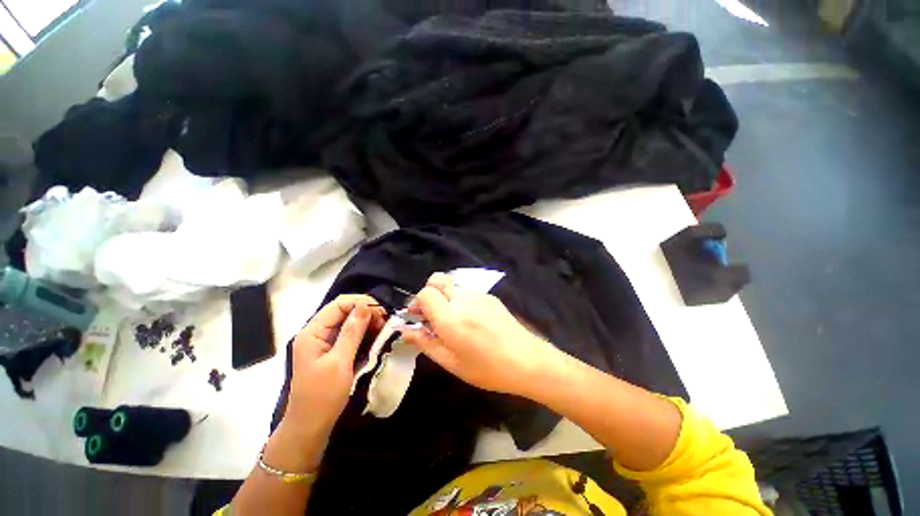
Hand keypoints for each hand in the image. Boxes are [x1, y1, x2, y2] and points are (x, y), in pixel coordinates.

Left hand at [285, 295, 385, 434]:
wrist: (311, 426)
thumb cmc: (322, 395)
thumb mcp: (339, 362)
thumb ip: (352, 332)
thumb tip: (365, 306)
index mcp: (313, 332)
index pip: (339, 304)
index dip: (361, 302)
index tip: (381, 311)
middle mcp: (318, 332)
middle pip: (345, 310)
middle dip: (366, 312)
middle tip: (385, 321)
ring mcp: (326, 341)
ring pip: (350, 321)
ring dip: (368, 322)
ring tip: (383, 328)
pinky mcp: (334, 350)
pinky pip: (351, 334)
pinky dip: (365, 332)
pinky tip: (376, 336)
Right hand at [400, 273, 562, 396]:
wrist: (528, 361)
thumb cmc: (487, 369)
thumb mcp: (452, 363)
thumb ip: (426, 343)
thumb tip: (406, 331)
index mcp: (451, 318)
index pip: (426, 292)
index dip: (419, 302)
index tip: (421, 318)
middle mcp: (463, 299)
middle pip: (438, 281)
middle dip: (432, 295)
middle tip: (436, 317)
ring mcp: (479, 295)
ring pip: (453, 287)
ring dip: (447, 299)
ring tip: (458, 323)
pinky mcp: (490, 296)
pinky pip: (468, 293)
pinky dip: (462, 301)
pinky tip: (474, 321)